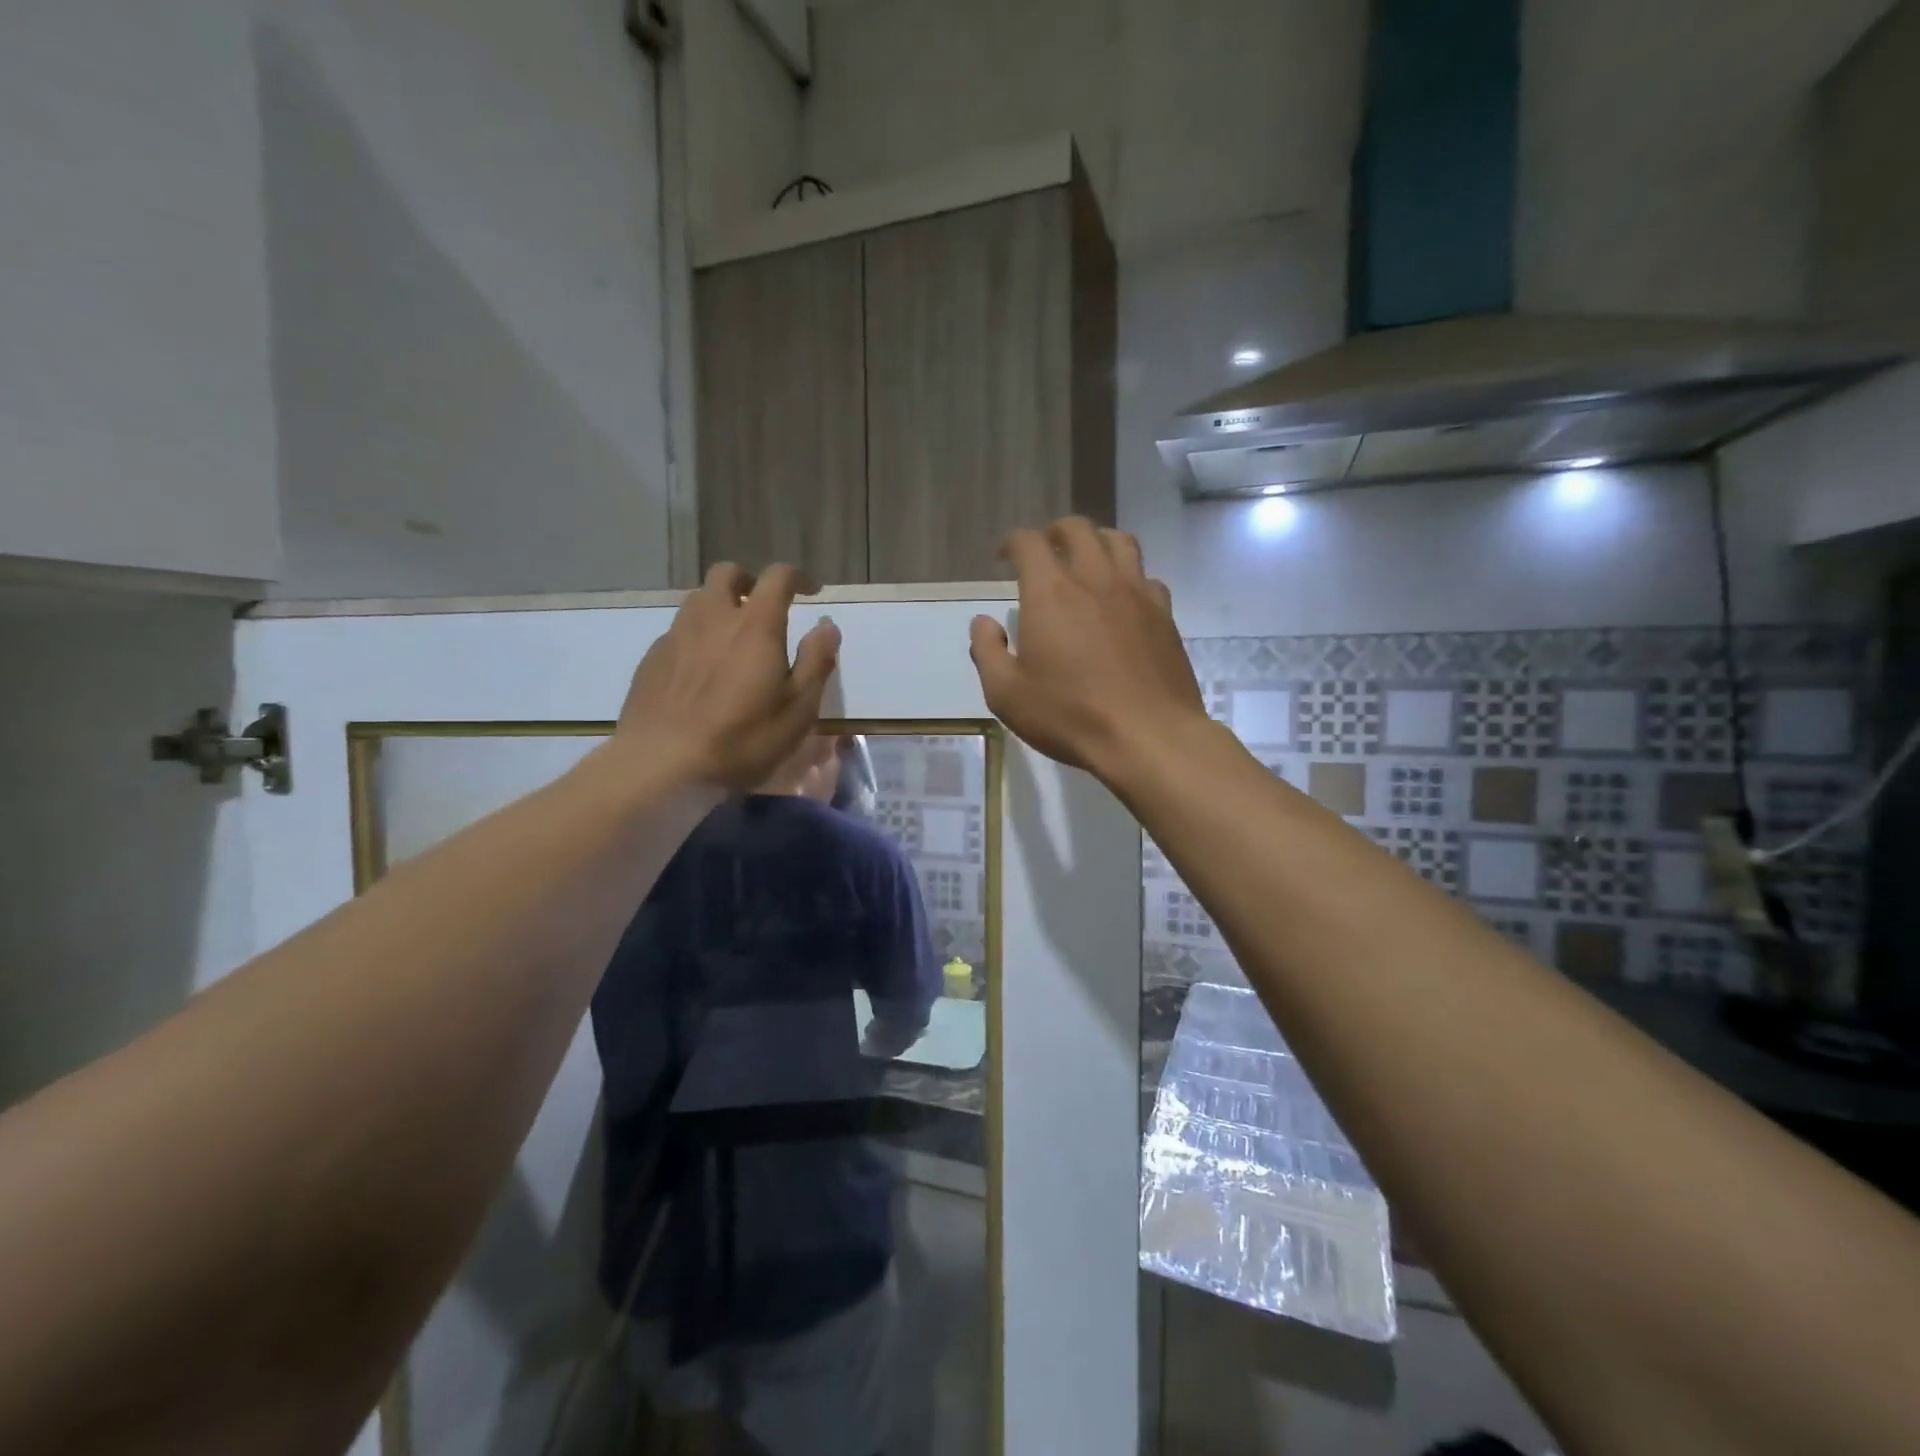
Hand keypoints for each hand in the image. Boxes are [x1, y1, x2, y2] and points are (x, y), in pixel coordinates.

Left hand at [617, 562, 840, 790]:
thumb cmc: (742, 739)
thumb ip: (816, 661)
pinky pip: (679, 629)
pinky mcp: (652, 657)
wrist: (661, 763)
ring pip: (699, 599)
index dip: (798, 578)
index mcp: (755, 625)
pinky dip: (698, 635)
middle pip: (728, 573)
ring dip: (721, 605)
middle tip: (764, 605)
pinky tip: (703, 669)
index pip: (778, 577)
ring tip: (733, 637)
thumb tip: (827, 624)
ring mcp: (677, 634)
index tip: (810, 592)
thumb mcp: (798, 709)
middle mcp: (713, 617)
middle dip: (750, 580)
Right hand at [969, 518, 1205, 774]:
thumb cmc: (1070, 716)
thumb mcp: (1006, 694)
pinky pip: (1147, 576)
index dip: (1012, 542)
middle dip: (1054, 532)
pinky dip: (1130, 576)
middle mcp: (1094, 579)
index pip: (1028, 543)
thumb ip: (987, 652)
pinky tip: (1123, 598)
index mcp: (1050, 593)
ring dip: (1097, 541)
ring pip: (1119, 541)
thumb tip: (984, 622)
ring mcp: (1136, 593)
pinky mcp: (1164, 615)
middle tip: (1045, 551)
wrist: (1147, 736)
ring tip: (1086, 561)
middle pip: (1077, 529)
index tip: (1003, 557)